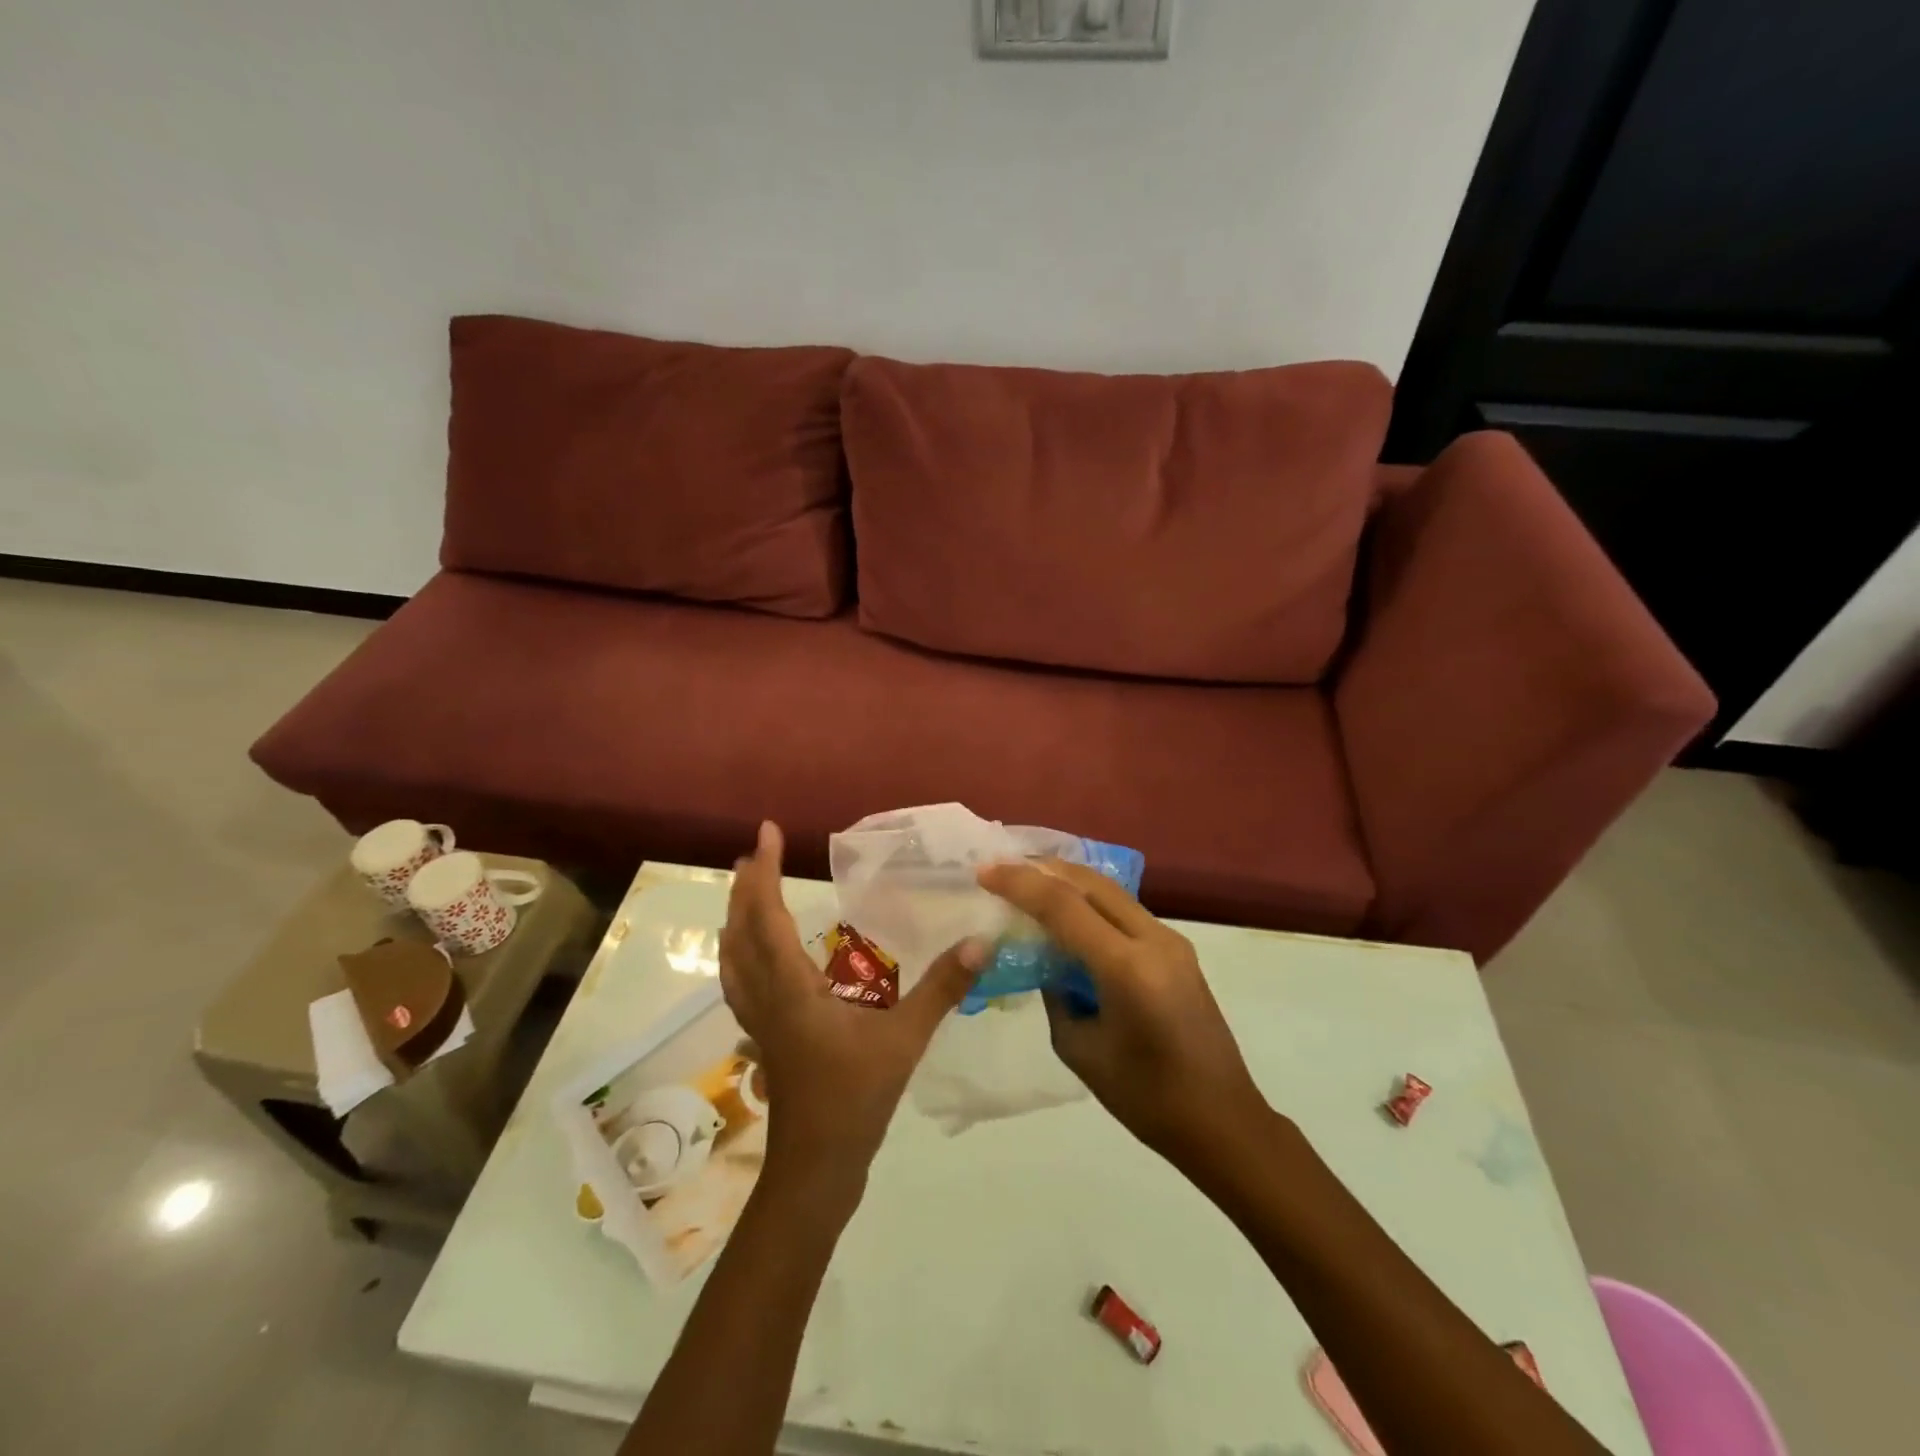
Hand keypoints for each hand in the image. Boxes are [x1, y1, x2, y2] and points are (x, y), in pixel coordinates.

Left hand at [720, 822, 985, 1199]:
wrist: (816, 1168)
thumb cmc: (854, 1099)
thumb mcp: (904, 1040)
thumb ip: (941, 989)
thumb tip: (979, 941)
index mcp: (791, 987)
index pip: (767, 917)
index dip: (766, 872)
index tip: (766, 833)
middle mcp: (765, 996)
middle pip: (740, 931)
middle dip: (746, 886)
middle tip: (759, 851)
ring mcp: (759, 1019)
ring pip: (733, 957)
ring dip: (738, 917)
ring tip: (749, 890)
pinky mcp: (764, 1037)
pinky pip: (741, 981)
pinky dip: (741, 952)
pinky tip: (759, 956)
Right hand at [976, 860, 1271, 1172]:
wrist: (1223, 1121)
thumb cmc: (1146, 1099)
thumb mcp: (1080, 1048)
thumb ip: (1056, 993)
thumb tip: (1045, 960)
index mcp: (1127, 968)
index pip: (1064, 907)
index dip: (1020, 884)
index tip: (985, 872)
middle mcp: (1154, 940)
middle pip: (1091, 884)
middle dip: (1043, 870)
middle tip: (1003, 866)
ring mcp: (1171, 941)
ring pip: (1110, 891)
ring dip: (1068, 881)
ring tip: (1028, 879)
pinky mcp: (1177, 950)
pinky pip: (1124, 911)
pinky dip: (1090, 902)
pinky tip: (1067, 910)